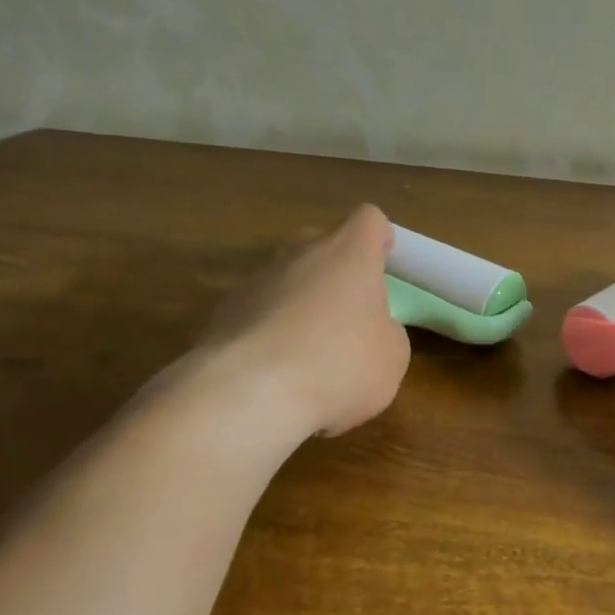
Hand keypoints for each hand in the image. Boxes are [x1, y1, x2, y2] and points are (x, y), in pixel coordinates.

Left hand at [200, 204, 410, 438]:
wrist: (250, 394)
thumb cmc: (340, 365)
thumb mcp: (391, 356)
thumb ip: (385, 331)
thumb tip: (368, 330)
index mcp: (349, 254)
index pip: (369, 220)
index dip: (378, 239)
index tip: (383, 266)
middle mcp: (300, 254)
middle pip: (321, 246)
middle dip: (334, 273)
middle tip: (347, 315)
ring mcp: (256, 280)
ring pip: (285, 280)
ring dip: (299, 305)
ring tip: (308, 356)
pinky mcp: (223, 312)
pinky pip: (257, 313)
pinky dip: (268, 334)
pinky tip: (274, 374)